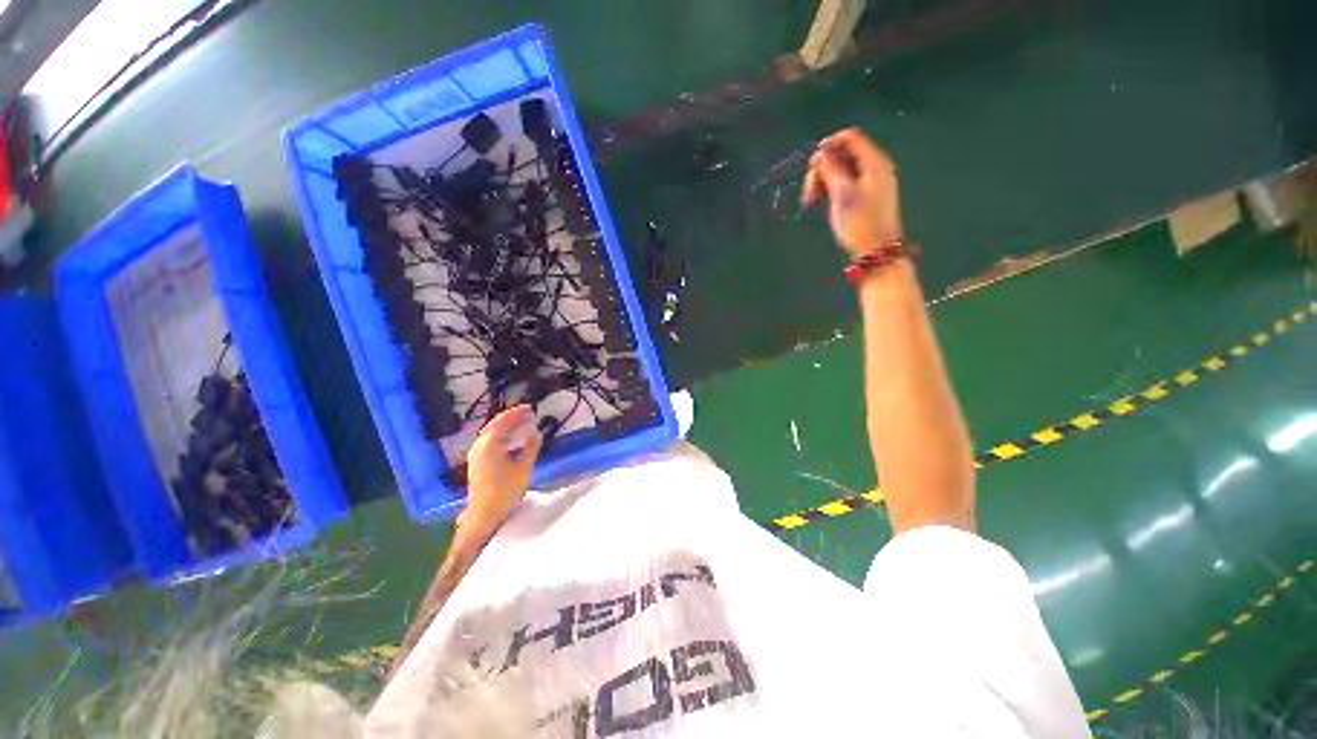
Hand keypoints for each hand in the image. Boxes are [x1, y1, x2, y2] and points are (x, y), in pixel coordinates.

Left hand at [462, 405, 542, 531]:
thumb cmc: (506, 491)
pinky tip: (509, 437)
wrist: (484, 514)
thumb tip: (536, 432)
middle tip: (526, 412)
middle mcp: (480, 445)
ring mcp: (476, 453)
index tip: (529, 408)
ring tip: (520, 422)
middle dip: (511, 417)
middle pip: (495, 424)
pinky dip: (500, 433)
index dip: (517, 413)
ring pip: (490, 431)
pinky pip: (488, 439)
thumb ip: (531, 447)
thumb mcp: (524, 468)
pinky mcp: (476, 461)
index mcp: (490, 444)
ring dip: (505, 424)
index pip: (504, 421)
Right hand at [801, 128, 902, 256]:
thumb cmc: (859, 222)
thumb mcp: (841, 194)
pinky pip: (847, 181)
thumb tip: (819, 153)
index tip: (811, 165)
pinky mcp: (867, 195)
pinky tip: (822, 202)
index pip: (850, 137)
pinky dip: (832, 188)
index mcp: (874, 161)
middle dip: (823, 168)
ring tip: (811, 200)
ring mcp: (872, 181)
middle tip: (809, 193)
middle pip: (844, 153)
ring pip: (843, 169)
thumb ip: (830, 169)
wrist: (876, 251)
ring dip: (824, 180)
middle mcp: (875, 166)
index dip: (829, 145)